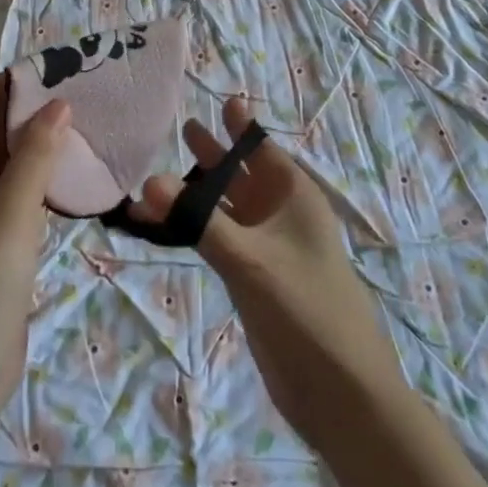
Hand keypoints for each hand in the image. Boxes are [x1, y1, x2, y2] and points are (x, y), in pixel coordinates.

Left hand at [0, 80, 69, 446]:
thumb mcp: (11, 212)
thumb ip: (36, 155)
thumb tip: (58, 106)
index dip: (0, 91)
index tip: (42, 73)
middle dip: (18, 118)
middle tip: (66, 95)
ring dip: (26, 149)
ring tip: (71, 124)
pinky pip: (1, 196)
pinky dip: (28, 180)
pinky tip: (62, 170)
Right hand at [132, 95, 409, 453]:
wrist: (339, 389)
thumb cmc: (305, 308)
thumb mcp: (249, 259)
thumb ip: (198, 220)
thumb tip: (147, 180)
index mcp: (294, 197)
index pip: (262, 148)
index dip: (241, 125)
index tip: (223, 97)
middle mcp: (281, 215)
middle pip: (241, 174)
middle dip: (214, 153)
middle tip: (183, 125)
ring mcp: (267, 248)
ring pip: (225, 208)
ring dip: (196, 193)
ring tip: (157, 174)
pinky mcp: (253, 278)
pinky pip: (218, 240)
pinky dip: (193, 228)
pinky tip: (164, 225)